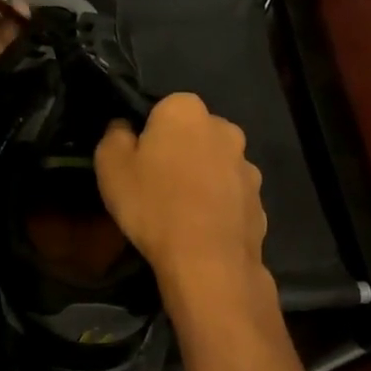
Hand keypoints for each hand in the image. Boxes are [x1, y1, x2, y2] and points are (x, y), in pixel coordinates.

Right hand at [95, 93, 267, 291]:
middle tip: (156, 185)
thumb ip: (115, 136)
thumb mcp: (110, 166)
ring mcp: (247, 165)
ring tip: (181, 212)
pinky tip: (201, 229)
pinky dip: (218, 205)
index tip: (138, 161)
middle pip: (193, 134)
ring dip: (201, 178)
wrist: (207, 261)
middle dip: (179, 152)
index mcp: (186, 110)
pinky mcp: (259, 199)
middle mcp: (224, 128)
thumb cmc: (153, 204)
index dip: (148, 135)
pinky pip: (231, 195)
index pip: (163, 109)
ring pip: (215, 164)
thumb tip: (124, 127)